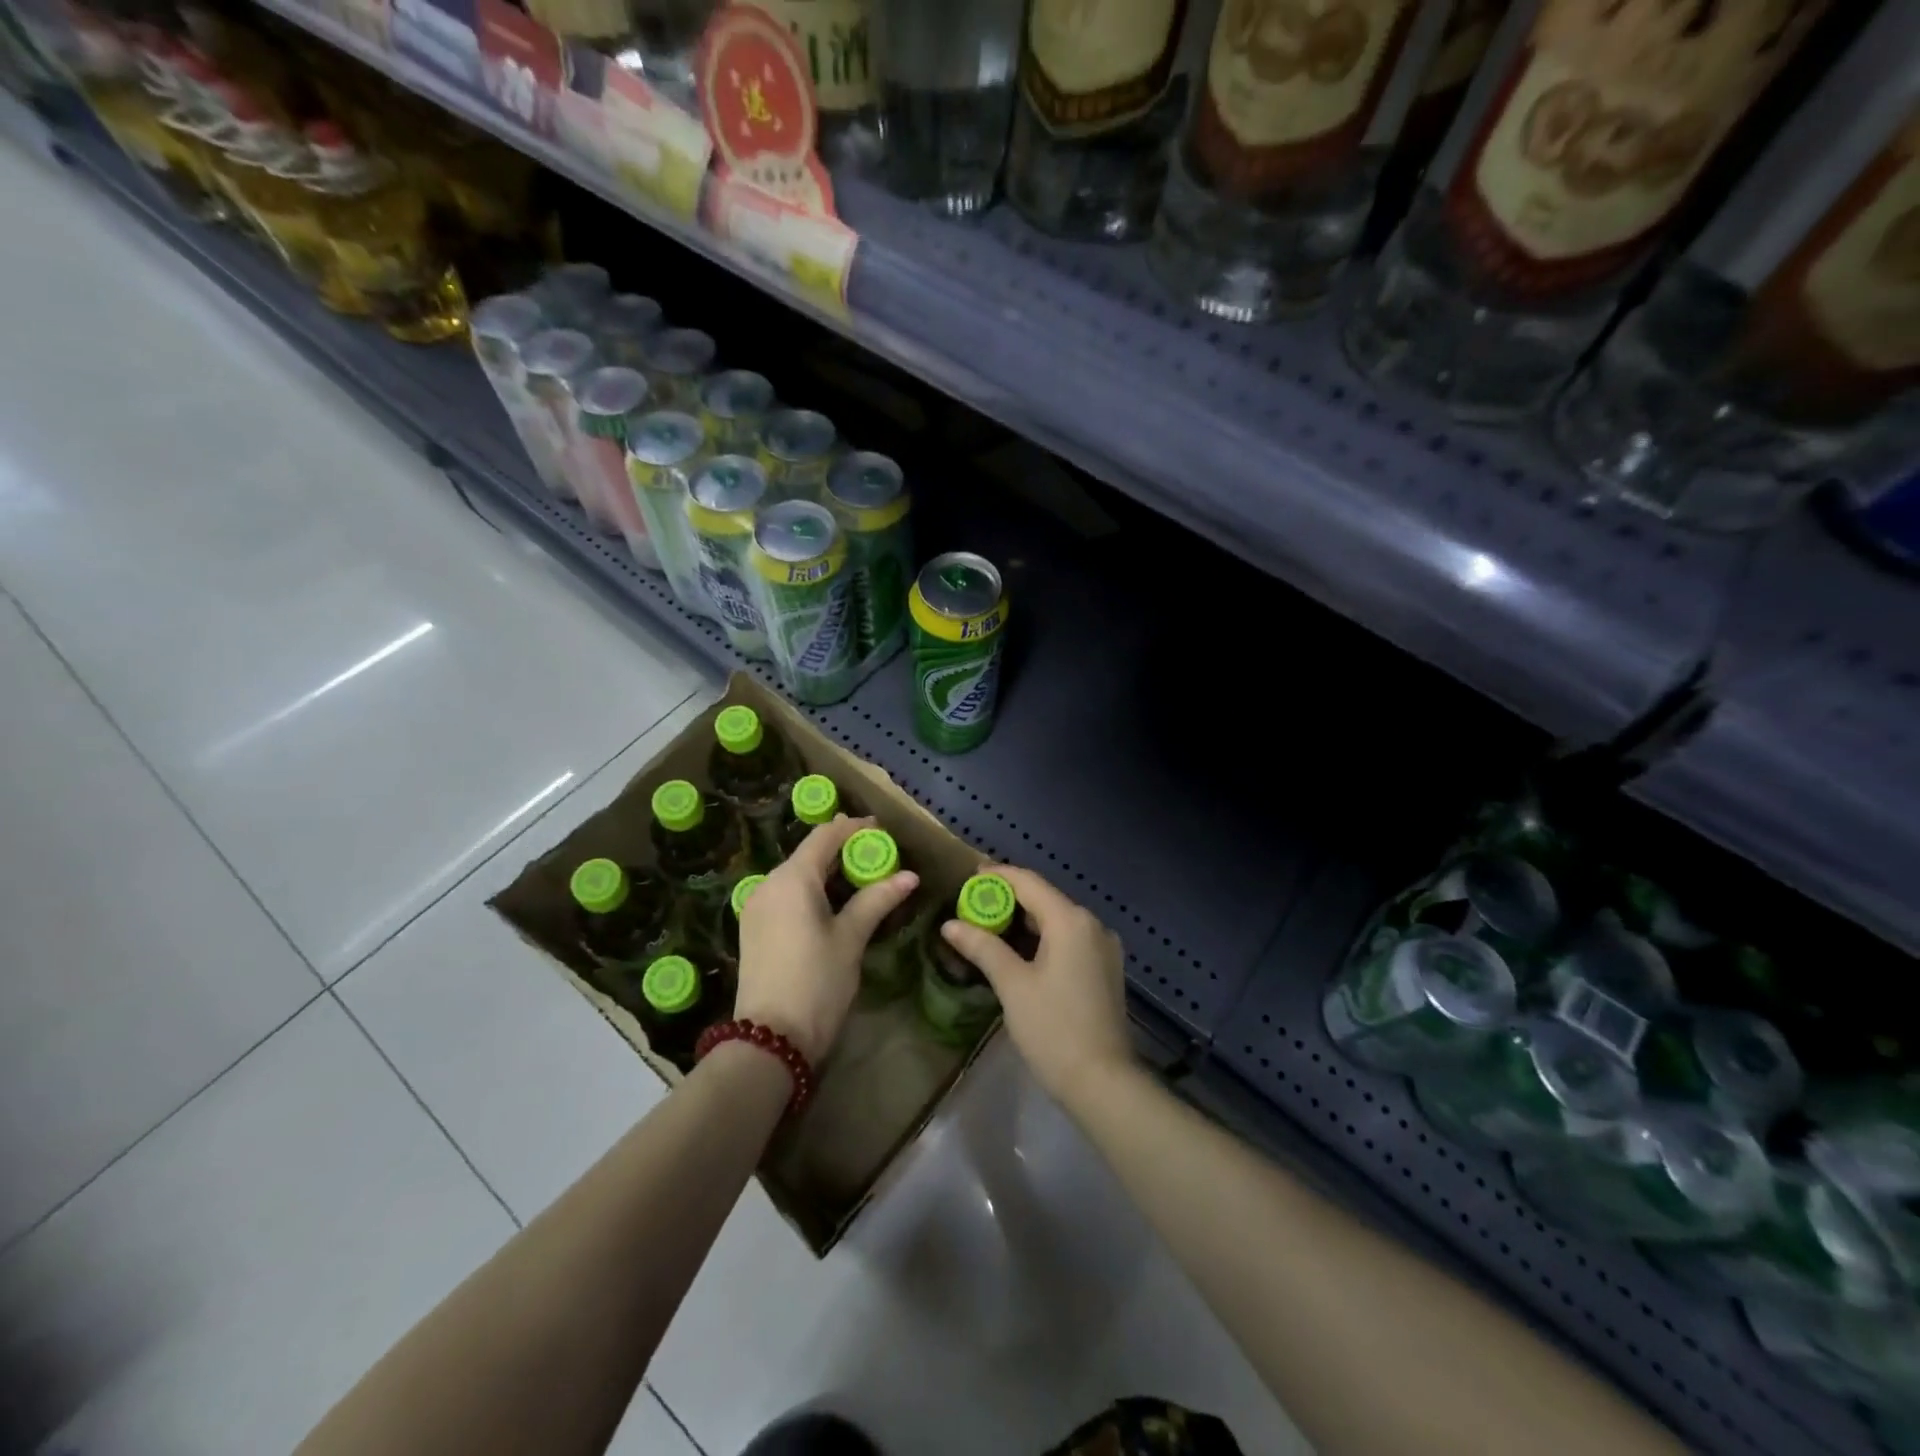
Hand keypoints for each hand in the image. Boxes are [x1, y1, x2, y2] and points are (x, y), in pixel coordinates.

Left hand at [734, 816, 917, 1064]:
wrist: (770, 1039)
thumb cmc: (817, 981)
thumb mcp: (851, 938)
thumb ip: (877, 900)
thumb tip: (909, 876)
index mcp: (792, 878)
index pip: (826, 836)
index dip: (855, 828)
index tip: (883, 831)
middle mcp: (769, 883)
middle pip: (810, 854)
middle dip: (844, 851)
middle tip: (880, 859)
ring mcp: (757, 906)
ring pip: (797, 875)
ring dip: (828, 873)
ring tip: (863, 882)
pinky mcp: (755, 928)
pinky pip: (787, 895)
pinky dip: (812, 891)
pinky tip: (834, 905)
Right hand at [939, 864, 1132, 1107]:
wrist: (1104, 1083)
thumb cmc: (1054, 1029)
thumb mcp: (1013, 986)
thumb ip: (982, 947)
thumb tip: (950, 925)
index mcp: (1070, 920)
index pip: (1029, 882)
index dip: (997, 876)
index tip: (969, 877)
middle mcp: (1092, 925)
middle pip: (1044, 899)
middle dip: (1008, 899)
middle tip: (972, 906)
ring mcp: (1103, 947)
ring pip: (1057, 920)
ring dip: (1024, 921)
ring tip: (989, 927)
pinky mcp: (1105, 969)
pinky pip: (1069, 939)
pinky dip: (1042, 938)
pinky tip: (1020, 952)